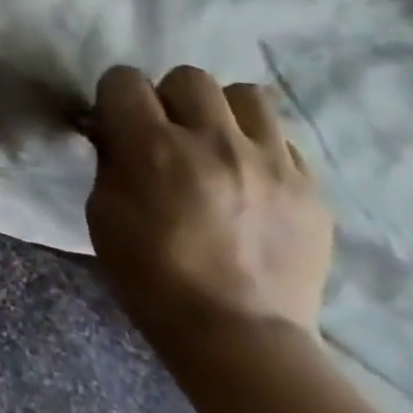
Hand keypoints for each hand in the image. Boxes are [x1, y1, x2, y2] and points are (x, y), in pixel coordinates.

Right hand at [83, 65, 333, 349]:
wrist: (239, 336)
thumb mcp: (103, 211)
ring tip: (215, 144)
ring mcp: (269, 162)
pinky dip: (258, 146)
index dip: (115, 96)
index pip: (125, 80)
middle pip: (188, 77)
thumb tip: (112, 128)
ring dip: (220, 112)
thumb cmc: (151, 275)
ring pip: (244, 94)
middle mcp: (213, 142)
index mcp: (153, 149)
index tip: (116, 120)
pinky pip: (281, 137)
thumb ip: (109, 159)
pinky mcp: (309, 186)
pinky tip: (248, 176)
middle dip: (169, 98)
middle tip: (167, 133)